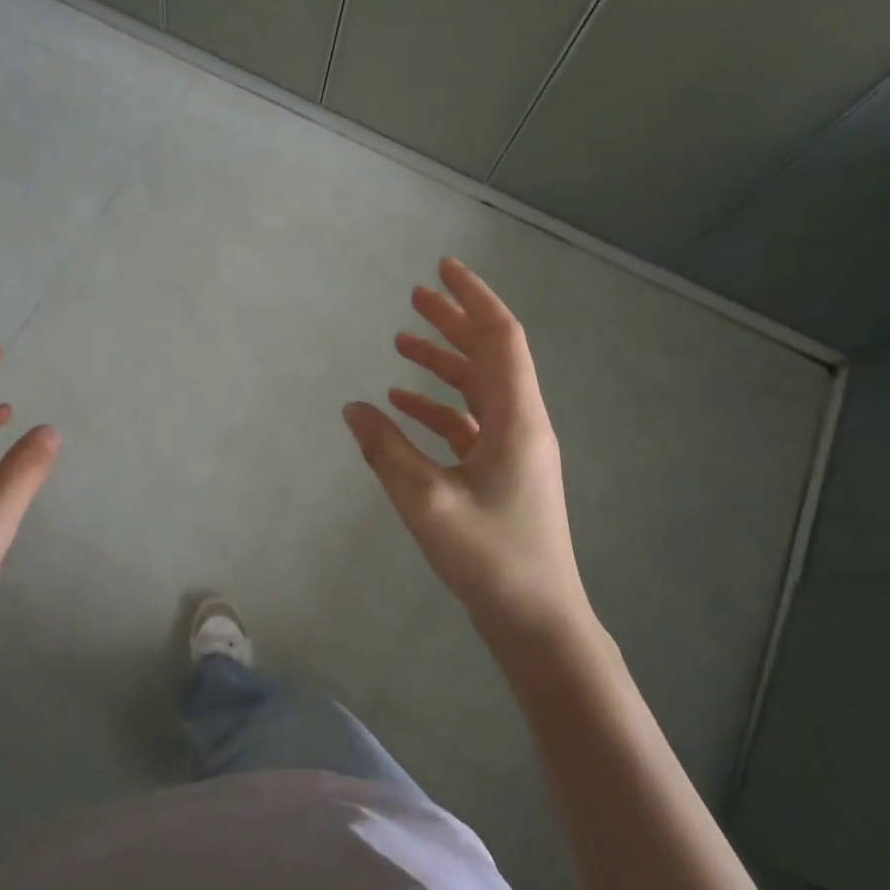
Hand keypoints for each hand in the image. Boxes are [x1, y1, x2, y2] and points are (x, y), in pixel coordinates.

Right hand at [343, 258, 588, 638]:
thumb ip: (385, 451)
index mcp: (517, 418)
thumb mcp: (427, 501)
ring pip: (477, 388)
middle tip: (415, 296)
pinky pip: (468, 423)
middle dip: (454, 322)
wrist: (537, 621)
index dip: (472, 299)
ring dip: (443, 362)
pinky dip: (437, 406)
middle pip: (490, 355)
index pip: (500, 338)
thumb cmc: (490, 558)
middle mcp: (521, 424)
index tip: (442, 269)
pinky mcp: (500, 473)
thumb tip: (353, 407)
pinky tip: (402, 404)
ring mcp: (513, 450)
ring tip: (401, 343)